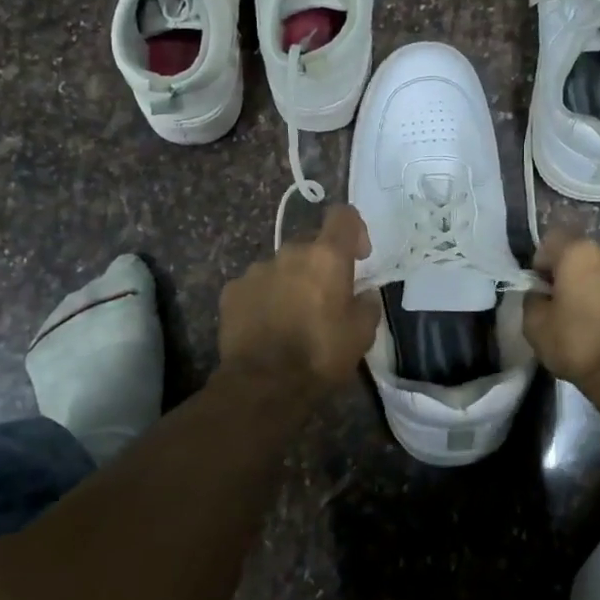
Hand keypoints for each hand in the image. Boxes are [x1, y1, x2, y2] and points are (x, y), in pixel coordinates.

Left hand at [218, 205, 378, 386]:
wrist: (263, 384)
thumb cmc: (321, 355)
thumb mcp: (362, 334)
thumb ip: (367, 304)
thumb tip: (365, 293)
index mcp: (326, 256)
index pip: (343, 215)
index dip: (354, 229)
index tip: (359, 256)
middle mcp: (290, 253)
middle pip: (310, 244)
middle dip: (320, 264)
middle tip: (325, 298)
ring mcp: (256, 270)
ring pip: (281, 266)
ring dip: (290, 282)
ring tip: (292, 317)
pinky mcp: (231, 291)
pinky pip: (255, 286)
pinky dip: (264, 298)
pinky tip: (266, 326)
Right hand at [522, 233, 599, 386]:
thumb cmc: (579, 345)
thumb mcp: (535, 326)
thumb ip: (533, 300)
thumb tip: (541, 295)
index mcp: (580, 253)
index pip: (552, 240)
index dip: (542, 262)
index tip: (543, 289)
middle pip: (586, 257)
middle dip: (577, 275)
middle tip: (570, 307)